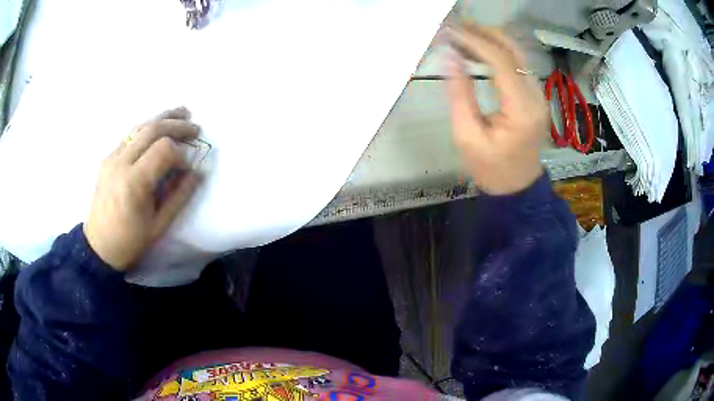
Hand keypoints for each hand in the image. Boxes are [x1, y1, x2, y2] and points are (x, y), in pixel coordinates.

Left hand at [84, 107, 201, 271]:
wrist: (99, 246)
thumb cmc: (130, 241)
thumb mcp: (159, 225)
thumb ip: (179, 195)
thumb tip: (198, 172)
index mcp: (134, 183)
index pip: (163, 150)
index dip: (181, 153)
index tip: (189, 167)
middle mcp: (120, 163)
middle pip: (152, 130)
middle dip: (177, 125)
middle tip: (196, 128)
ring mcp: (112, 157)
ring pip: (140, 127)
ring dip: (163, 118)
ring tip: (182, 112)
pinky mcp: (108, 158)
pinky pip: (130, 135)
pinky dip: (148, 128)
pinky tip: (160, 127)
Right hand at [446, 24, 548, 194]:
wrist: (518, 187)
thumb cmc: (491, 168)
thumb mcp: (467, 136)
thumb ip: (459, 94)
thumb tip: (450, 57)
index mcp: (521, 109)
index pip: (500, 62)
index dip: (474, 42)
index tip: (449, 31)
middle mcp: (535, 96)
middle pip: (513, 51)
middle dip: (484, 33)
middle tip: (456, 26)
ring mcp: (538, 95)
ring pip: (517, 54)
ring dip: (490, 39)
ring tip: (462, 34)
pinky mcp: (535, 95)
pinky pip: (517, 64)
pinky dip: (497, 51)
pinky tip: (478, 49)